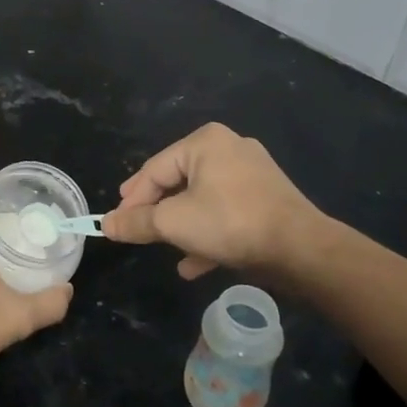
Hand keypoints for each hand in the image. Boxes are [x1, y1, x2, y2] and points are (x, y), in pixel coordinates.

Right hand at [103, 123, 333, 280]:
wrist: (301, 250)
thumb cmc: (230, 223)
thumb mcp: (173, 223)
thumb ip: (137, 222)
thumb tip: (105, 224)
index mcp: (205, 142)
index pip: (155, 169)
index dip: (132, 199)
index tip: (116, 224)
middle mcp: (229, 149)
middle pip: (178, 182)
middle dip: (157, 211)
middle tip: (136, 228)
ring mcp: (252, 174)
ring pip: (202, 199)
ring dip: (181, 226)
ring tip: (164, 248)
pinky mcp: (267, 199)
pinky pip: (226, 213)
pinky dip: (208, 233)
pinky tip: (193, 264)